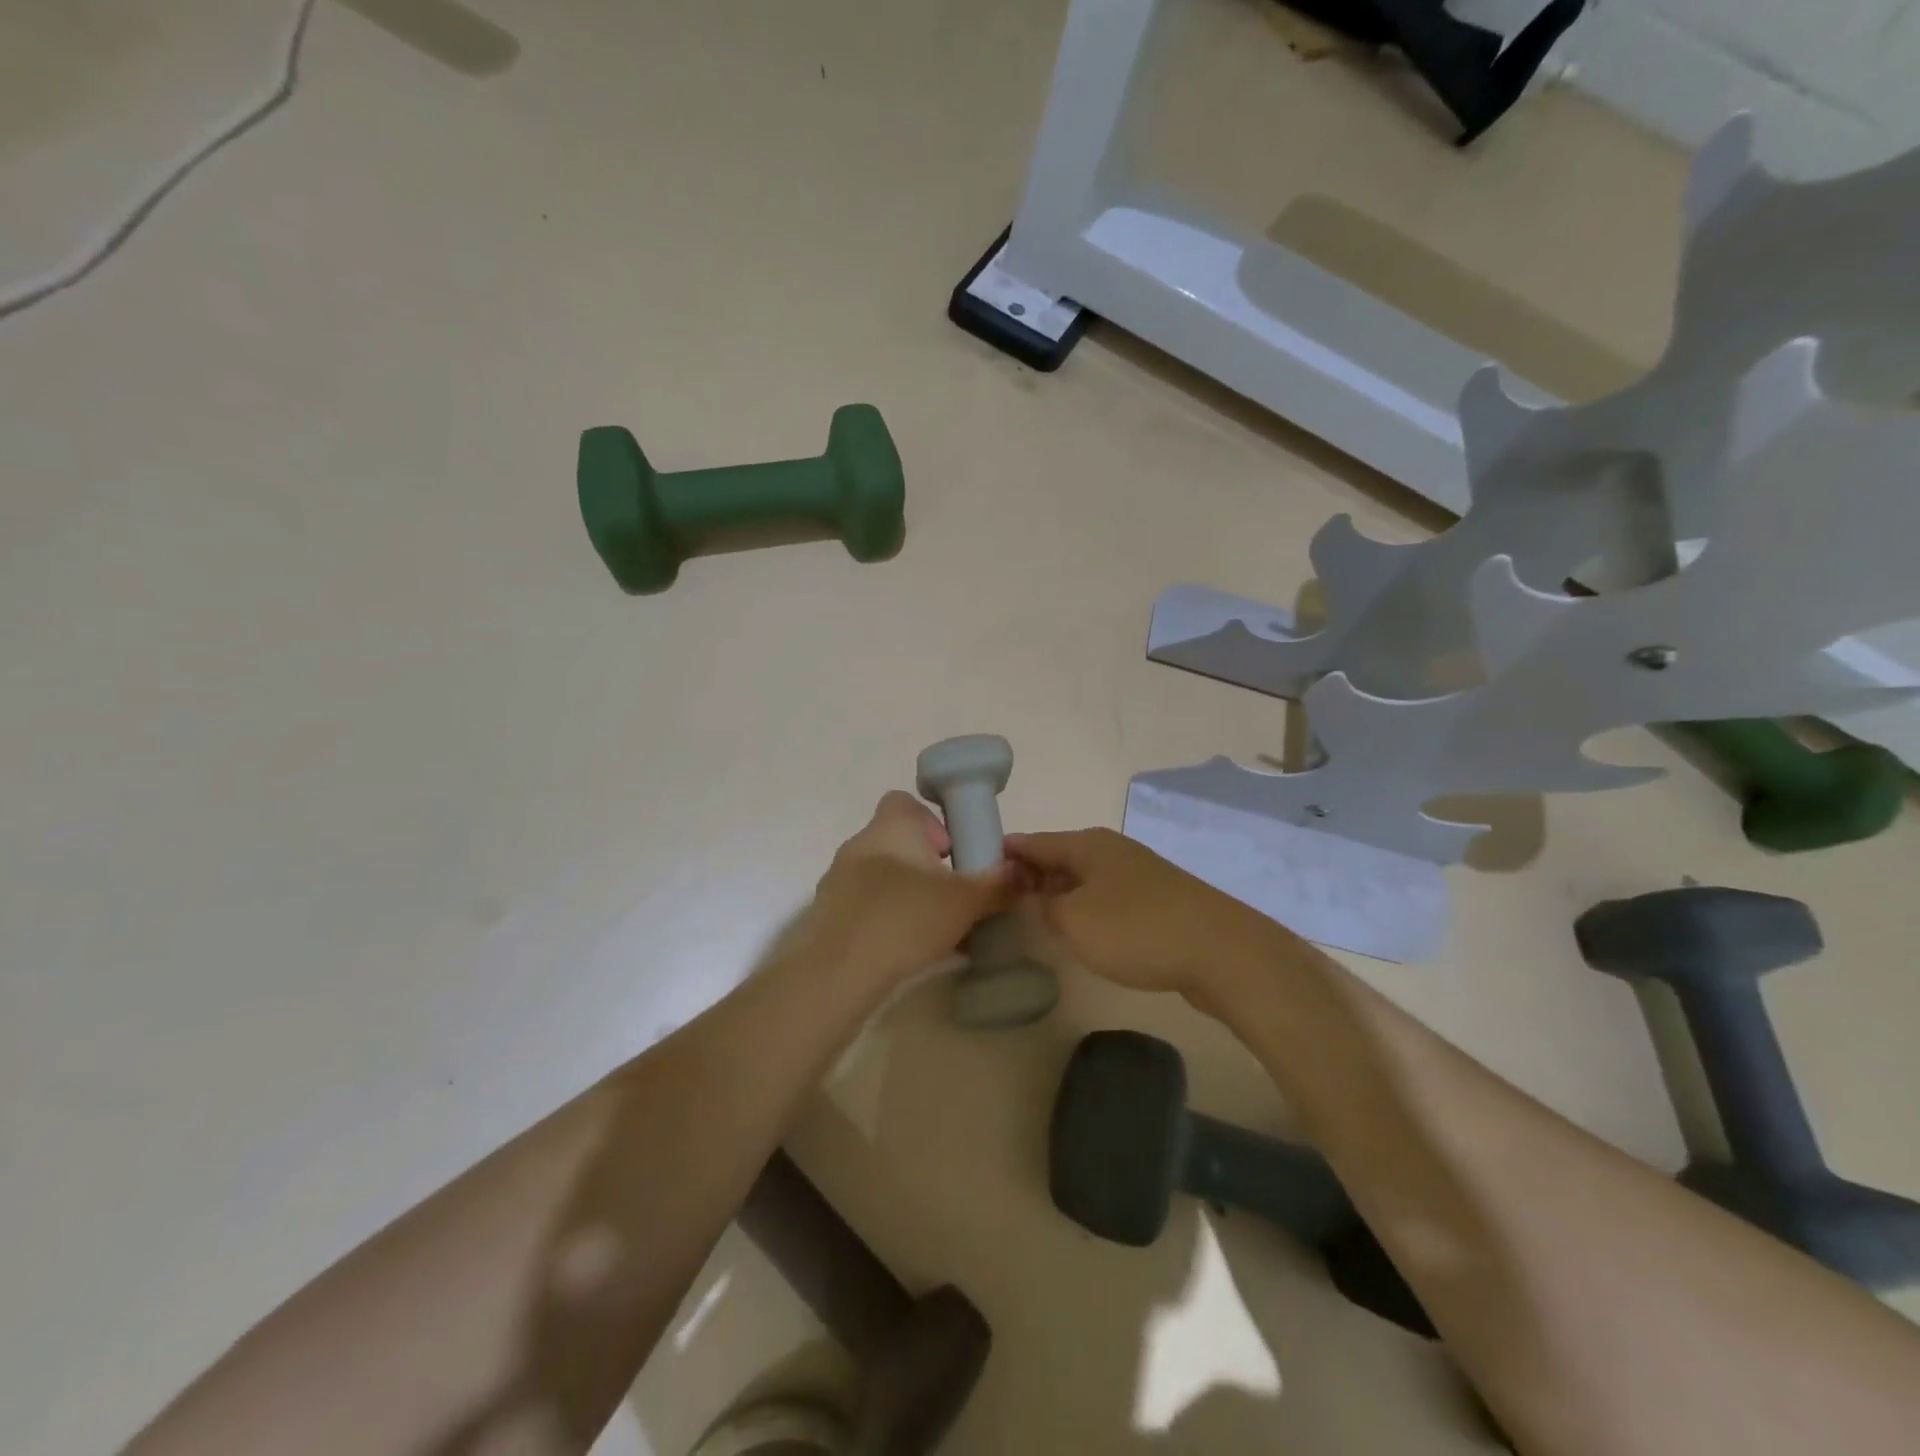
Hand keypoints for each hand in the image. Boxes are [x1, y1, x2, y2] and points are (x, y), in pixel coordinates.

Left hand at [802, 791, 1015, 986]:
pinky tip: (910, 949)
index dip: (932, 822)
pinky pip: (869, 907)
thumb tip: (1022, 871)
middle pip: (899, 843)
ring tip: (936, 927)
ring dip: (909, 894)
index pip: (906, 802)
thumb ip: (997, 884)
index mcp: (891, 828)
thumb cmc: (905, 919)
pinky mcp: (830, 916)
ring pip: (884, 877)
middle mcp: (860, 845)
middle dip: (928, 866)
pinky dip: (890, 919)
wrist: (838, 973)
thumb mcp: (965, 901)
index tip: (953, 854)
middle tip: (952, 895)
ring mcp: (839, 881)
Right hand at [1005, 827, 1294, 1000]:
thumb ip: (1046, 907)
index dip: (1004, 853)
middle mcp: (1112, 851)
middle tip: (1000, 900)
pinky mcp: (1157, 901)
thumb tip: (1042, 900)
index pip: (1033, 841)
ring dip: (1058, 894)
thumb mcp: (1074, 921)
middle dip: (1029, 875)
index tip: (975, 868)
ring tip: (1033, 916)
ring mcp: (1138, 874)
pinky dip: (1086, 908)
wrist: (1221, 951)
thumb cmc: (1137, 929)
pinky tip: (1081, 931)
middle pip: (1059, 857)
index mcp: (1087, 845)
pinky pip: (1107, 898)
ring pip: (1083, 879)